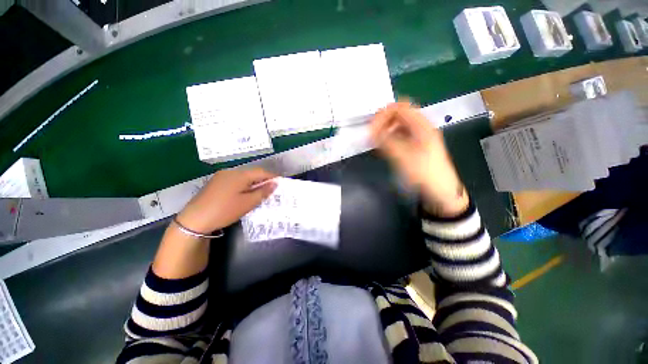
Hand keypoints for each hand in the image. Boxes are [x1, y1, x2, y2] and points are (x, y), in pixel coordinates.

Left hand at [175, 168, 276, 233]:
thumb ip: (263, 192)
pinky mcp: (216, 183)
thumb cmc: (225, 210)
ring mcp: (221, 176)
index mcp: (240, 175)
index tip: (280, 182)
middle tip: (271, 189)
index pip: (261, 172)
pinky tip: (245, 193)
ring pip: (243, 177)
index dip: (272, 176)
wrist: (194, 219)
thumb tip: (275, 183)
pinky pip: (235, 180)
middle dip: (263, 179)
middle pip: (252, 173)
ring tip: (260, 192)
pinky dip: (244, 185)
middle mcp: (231, 172)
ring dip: (253, 182)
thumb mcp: (248, 203)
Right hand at [370, 102, 467, 216]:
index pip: (400, 108)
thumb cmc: (423, 171)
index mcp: (421, 125)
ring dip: (387, 129)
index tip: (371, 125)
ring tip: (377, 139)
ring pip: (400, 125)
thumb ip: (385, 141)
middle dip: (384, 120)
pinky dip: (391, 137)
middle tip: (372, 132)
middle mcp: (421, 127)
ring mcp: (419, 136)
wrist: (440, 189)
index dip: (384, 113)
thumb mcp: (402, 156)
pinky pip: (401, 135)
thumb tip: (370, 130)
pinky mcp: (416, 145)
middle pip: (400, 114)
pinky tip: (385, 146)